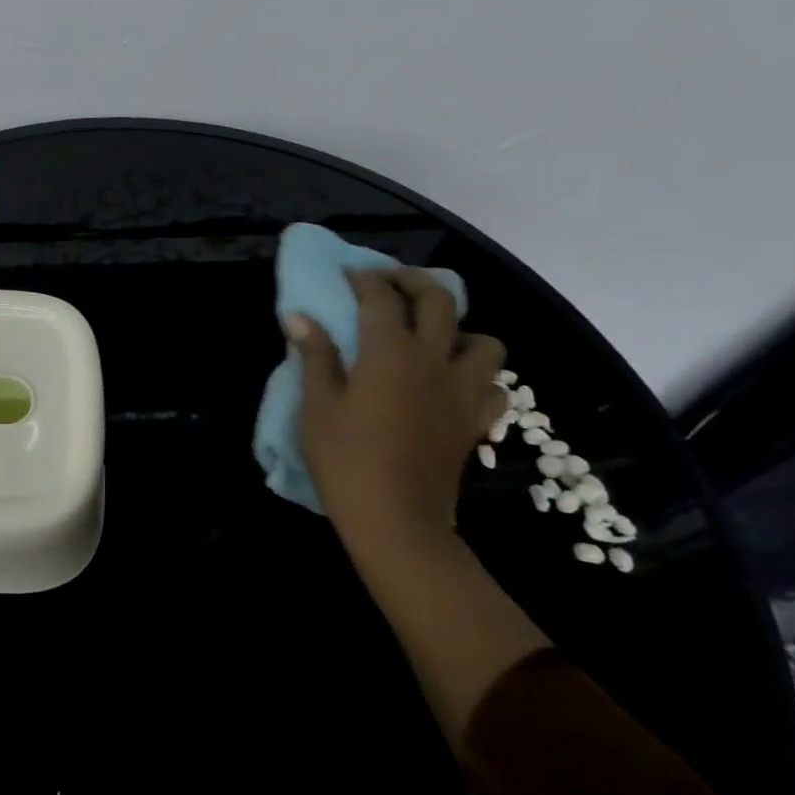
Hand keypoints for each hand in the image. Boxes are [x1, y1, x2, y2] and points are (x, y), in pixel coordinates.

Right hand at [286, 269, 506, 546]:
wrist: (395, 519)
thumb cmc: (345, 460)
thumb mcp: (317, 406)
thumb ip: (315, 356)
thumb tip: (300, 317)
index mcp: (390, 352)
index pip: (380, 299)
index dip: (363, 280)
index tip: (346, 275)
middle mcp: (434, 360)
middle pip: (439, 301)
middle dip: (412, 282)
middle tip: (389, 283)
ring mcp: (462, 391)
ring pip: (484, 342)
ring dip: (460, 330)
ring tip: (434, 338)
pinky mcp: (475, 422)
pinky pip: (494, 387)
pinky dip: (478, 376)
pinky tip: (454, 383)